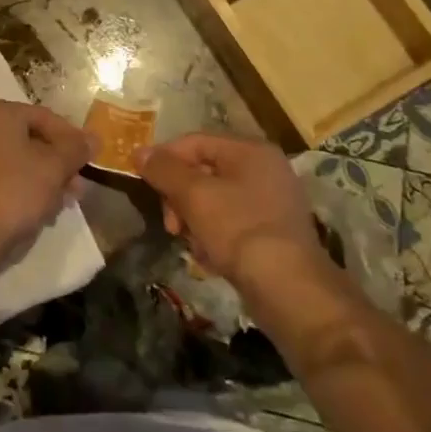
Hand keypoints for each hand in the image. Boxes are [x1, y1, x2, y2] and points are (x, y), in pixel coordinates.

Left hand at [0, 100, 93, 267]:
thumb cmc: (13, 192)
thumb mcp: (54, 168)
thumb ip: (76, 149)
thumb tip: (94, 137)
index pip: (44, 117)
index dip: (72, 139)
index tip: (90, 162)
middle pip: (28, 139)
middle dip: (57, 164)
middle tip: (77, 188)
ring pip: (13, 161)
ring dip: (41, 179)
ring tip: (61, 204)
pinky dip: (18, 188)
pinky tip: (36, 211)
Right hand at [139, 134, 334, 290]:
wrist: (290, 289)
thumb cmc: (240, 230)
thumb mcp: (194, 195)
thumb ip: (165, 170)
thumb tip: (140, 152)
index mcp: (251, 151)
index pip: (194, 142)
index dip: (164, 158)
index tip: (142, 182)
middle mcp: (265, 170)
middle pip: (204, 172)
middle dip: (180, 197)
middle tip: (171, 224)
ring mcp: (273, 203)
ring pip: (215, 201)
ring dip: (195, 221)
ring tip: (192, 245)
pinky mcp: (273, 233)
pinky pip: (231, 224)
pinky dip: (215, 237)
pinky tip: (210, 259)